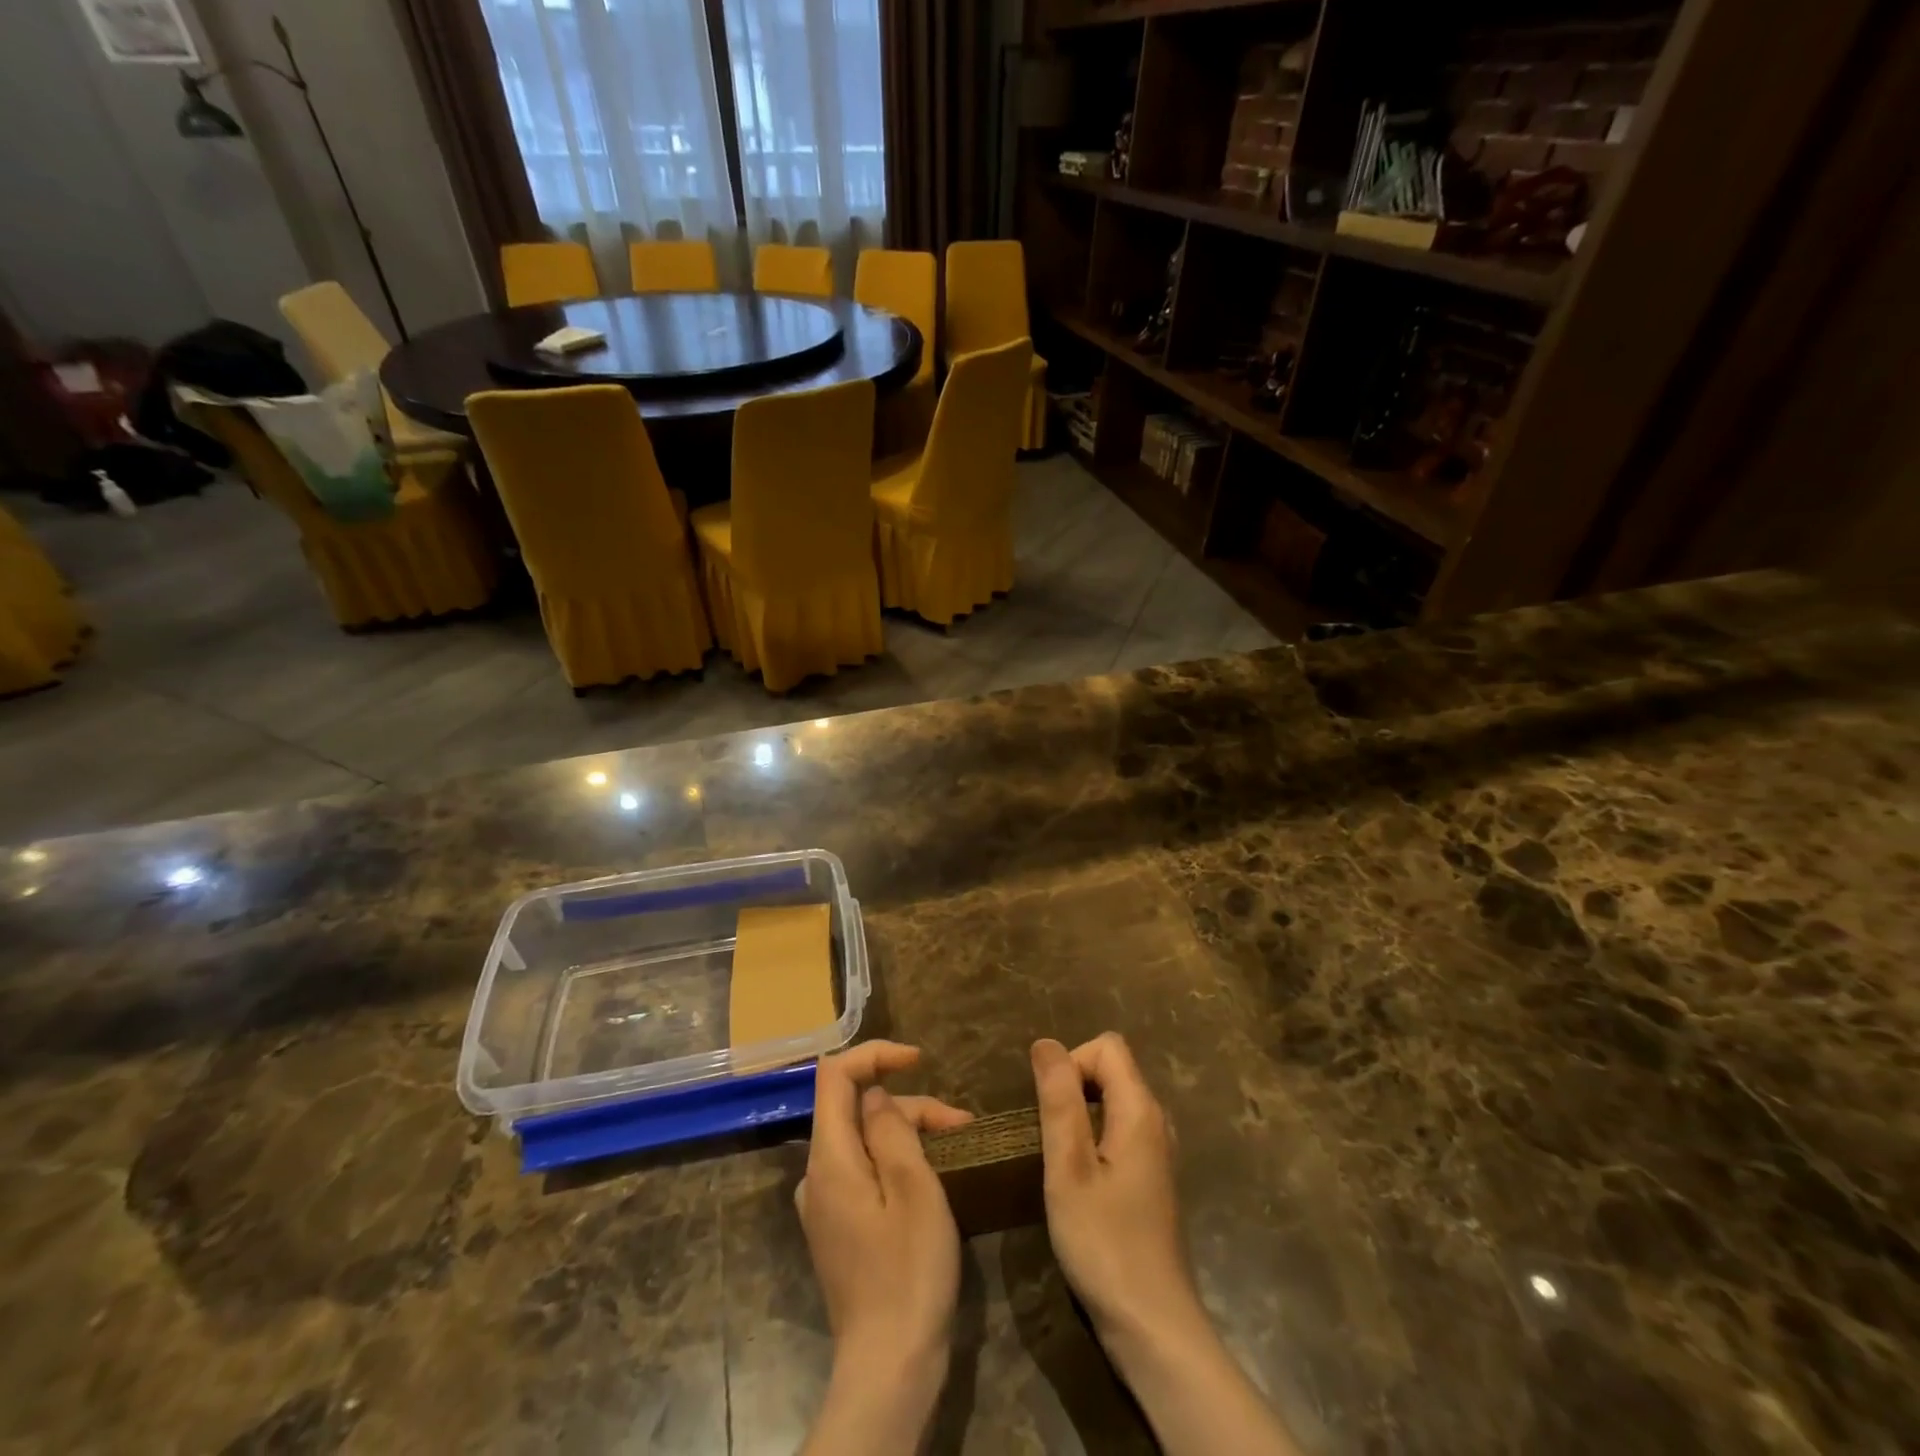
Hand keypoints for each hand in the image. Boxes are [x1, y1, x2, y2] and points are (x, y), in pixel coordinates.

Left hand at [798, 1040, 972, 1385]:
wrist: (888, 1368)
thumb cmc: (909, 1272)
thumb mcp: (914, 1190)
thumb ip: (891, 1130)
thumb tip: (874, 1096)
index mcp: (829, 1159)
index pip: (834, 1075)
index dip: (875, 1054)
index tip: (918, 1059)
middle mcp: (816, 1175)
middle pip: (855, 1109)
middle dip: (908, 1104)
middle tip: (960, 1125)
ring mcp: (824, 1204)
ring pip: (863, 1139)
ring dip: (907, 1132)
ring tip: (956, 1147)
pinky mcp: (837, 1227)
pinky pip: (862, 1170)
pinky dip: (895, 1160)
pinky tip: (928, 1176)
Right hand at [1031, 1033, 1204, 1348]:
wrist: (1152, 1326)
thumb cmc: (1104, 1243)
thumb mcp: (1068, 1168)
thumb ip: (1059, 1100)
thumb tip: (1045, 1043)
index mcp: (1140, 1110)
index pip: (1107, 1046)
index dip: (1072, 1062)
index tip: (1050, 1109)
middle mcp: (1156, 1121)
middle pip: (1112, 1069)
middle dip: (1073, 1086)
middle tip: (1048, 1136)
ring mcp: (1158, 1152)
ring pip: (1114, 1101)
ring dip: (1080, 1114)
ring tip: (1058, 1158)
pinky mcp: (1152, 1178)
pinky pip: (1119, 1130)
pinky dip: (1093, 1138)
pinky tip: (1079, 1181)